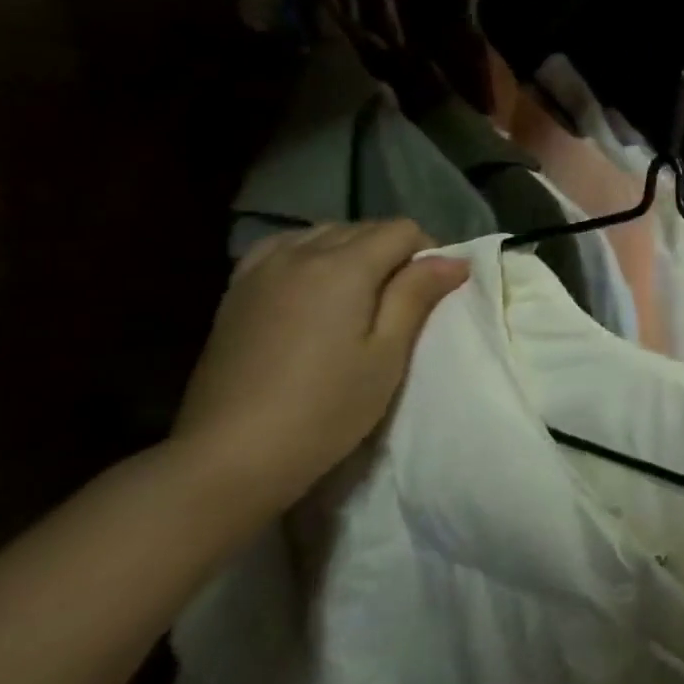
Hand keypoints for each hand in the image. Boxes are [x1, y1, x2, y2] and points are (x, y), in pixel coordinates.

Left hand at [169, 221, 469, 515]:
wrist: (230, 455)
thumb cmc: (326, 407)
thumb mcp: (388, 354)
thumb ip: (416, 296)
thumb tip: (453, 259)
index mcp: (343, 267)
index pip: (401, 230)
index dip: (428, 252)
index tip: (433, 291)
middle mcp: (300, 254)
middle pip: (363, 228)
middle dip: (393, 251)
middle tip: (404, 299)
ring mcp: (261, 270)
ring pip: (323, 234)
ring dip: (353, 251)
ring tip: (361, 294)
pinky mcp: (236, 292)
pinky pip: (283, 248)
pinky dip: (310, 254)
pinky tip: (315, 285)